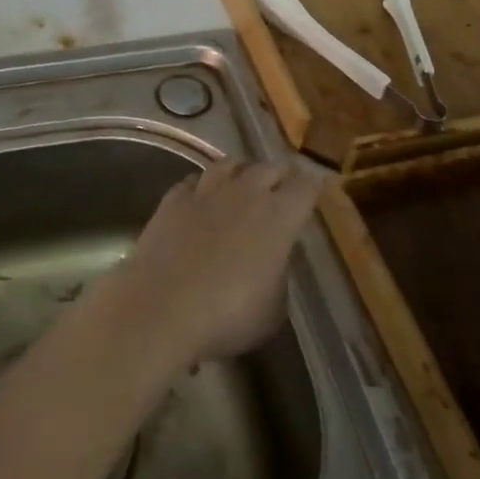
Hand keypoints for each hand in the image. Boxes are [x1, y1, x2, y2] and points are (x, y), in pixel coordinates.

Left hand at [111, 159, 323, 368]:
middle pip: (269, 168)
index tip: (316, 187)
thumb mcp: (272, 309)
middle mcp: (246, 193)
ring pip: (228, 164)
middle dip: (279, 174)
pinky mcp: (173, 199)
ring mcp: (206, 192)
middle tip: (282, 184)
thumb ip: (277, 275)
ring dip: (240, 171)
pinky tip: (199, 196)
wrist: (163, 306)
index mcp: (280, 216)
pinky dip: (201, 186)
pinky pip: (192, 181)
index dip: (313, 186)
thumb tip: (270, 264)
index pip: (305, 187)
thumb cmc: (228, 314)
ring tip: (241, 181)